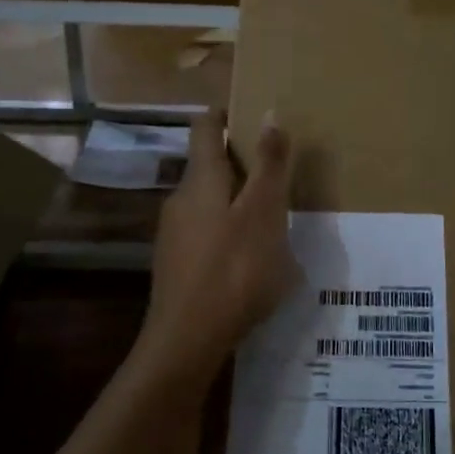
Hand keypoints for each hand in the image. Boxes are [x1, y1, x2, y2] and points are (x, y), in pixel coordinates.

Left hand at [145, 109, 295, 359]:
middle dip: (242, 163)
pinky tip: (252, 256)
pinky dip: (230, 230)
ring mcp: (174, 234)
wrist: (188, 341)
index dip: (226, 114)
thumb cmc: (234, 270)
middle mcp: (180, 199)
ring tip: (274, 218)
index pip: (205, 126)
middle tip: (280, 173)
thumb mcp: (264, 213)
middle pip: (208, 165)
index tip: (254, 116)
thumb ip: (269, 165)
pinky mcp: (177, 264)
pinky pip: (206, 232)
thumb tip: (269, 113)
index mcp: (201, 180)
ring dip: (238, 200)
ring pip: (209, 201)